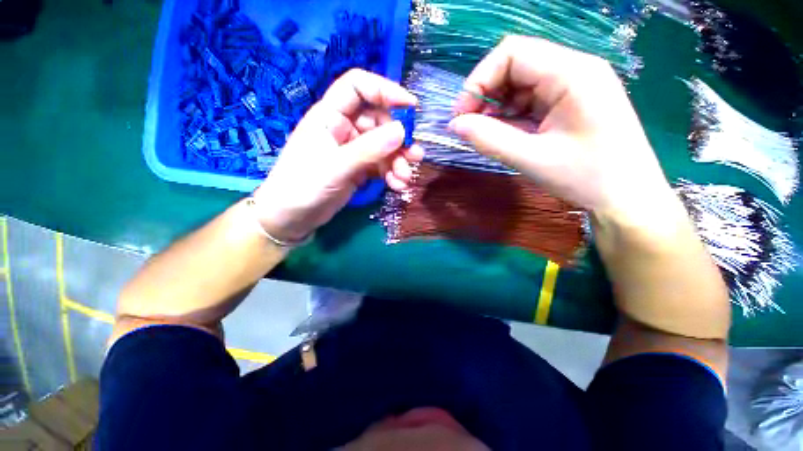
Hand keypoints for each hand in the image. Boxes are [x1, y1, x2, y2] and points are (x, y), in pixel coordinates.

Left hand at [252, 69, 422, 242]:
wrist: (292, 218)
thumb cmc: (303, 186)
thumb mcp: (336, 166)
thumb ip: (368, 149)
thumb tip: (402, 131)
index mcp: (330, 116)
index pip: (359, 88)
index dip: (385, 90)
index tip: (411, 107)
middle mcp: (345, 129)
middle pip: (380, 122)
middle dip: (399, 140)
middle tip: (414, 157)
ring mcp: (354, 150)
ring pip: (385, 147)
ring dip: (399, 161)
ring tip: (405, 178)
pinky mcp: (360, 169)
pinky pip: (382, 166)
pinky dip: (392, 174)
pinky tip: (398, 186)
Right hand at [450, 36, 678, 228]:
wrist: (627, 199)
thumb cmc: (587, 178)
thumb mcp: (532, 159)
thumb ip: (489, 139)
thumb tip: (455, 125)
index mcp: (572, 73)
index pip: (512, 53)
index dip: (479, 80)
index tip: (461, 114)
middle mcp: (574, 70)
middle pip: (515, 65)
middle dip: (485, 94)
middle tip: (468, 126)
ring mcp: (573, 87)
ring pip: (520, 84)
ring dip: (496, 107)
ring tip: (484, 134)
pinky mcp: (569, 104)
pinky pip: (530, 101)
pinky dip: (510, 116)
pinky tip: (503, 135)